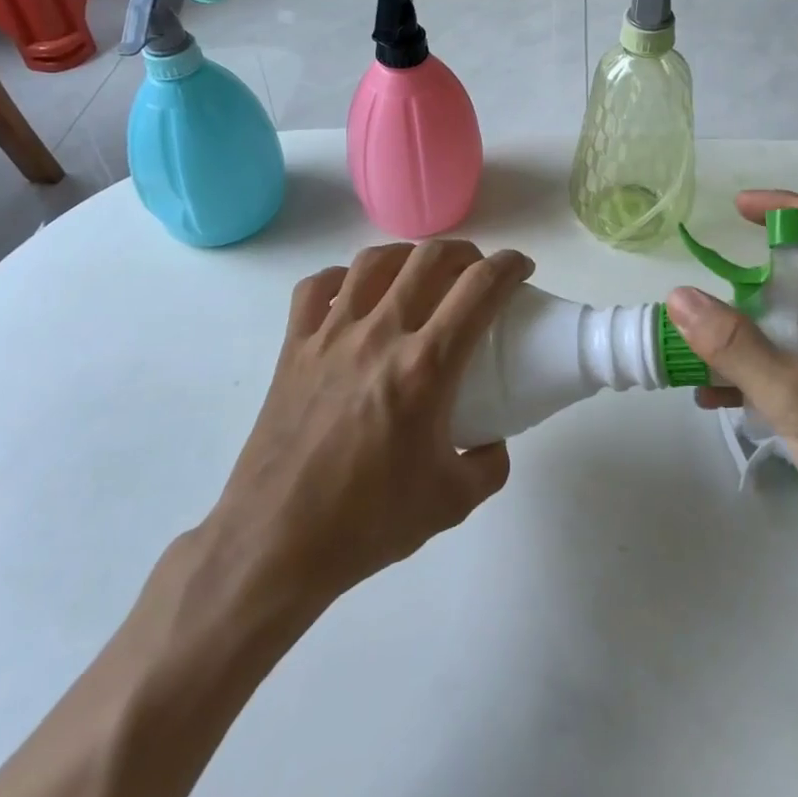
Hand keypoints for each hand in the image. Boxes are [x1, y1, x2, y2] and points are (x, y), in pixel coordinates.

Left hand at [204, 240, 532, 606]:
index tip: (521, 267)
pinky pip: (317, 287)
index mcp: (425, 367)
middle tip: (476, 271)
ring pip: (374, 262)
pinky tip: (355, 293)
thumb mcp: (452, 502)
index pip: (479, 289)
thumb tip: (494, 438)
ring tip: (420, 272)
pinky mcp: (294, 347)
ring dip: (408, 256)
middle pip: (429, 259)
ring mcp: (331, 335)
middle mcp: (380, 335)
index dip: (509, 266)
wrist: (276, 544)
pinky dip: (342, 278)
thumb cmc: (367, 523)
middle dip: (465, 253)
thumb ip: (489, 465)